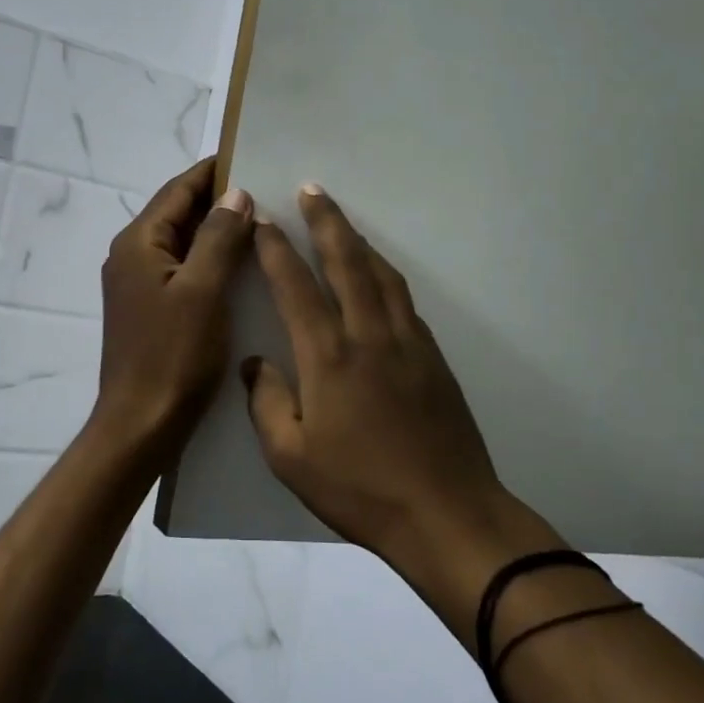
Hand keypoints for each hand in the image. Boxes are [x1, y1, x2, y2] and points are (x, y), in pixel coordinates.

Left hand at [94, 159, 255, 452]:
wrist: (141, 425)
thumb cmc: (173, 356)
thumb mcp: (203, 290)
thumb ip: (218, 237)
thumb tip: (236, 194)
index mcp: (138, 243)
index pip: (178, 190)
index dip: (213, 172)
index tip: (250, 156)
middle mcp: (132, 256)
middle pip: (178, 214)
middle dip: (218, 200)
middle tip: (267, 191)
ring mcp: (138, 284)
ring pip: (181, 243)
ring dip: (216, 230)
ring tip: (261, 223)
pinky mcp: (149, 309)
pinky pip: (182, 269)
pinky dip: (209, 259)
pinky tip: (240, 266)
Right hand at [244, 185, 537, 568]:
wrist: (446, 514)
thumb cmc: (360, 489)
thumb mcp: (291, 458)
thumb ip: (267, 403)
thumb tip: (257, 363)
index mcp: (328, 358)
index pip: (296, 287)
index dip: (277, 250)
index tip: (264, 221)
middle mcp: (368, 336)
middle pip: (346, 262)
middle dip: (327, 222)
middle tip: (312, 189)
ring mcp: (407, 343)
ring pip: (381, 274)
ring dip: (359, 241)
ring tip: (342, 222)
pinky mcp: (432, 357)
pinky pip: (403, 299)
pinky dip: (385, 274)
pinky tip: (378, 275)